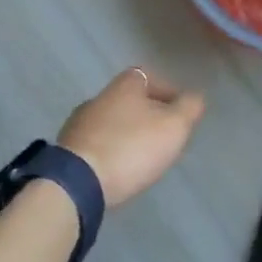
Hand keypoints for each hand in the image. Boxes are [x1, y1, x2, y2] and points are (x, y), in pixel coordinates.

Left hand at [59, 68, 205, 207]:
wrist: (76, 184)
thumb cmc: (131, 147)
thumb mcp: (173, 127)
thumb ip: (188, 108)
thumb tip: (195, 96)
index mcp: (125, 84)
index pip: (149, 77)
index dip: (167, 92)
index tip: (179, 113)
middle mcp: (99, 96)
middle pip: (129, 100)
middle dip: (146, 115)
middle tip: (162, 136)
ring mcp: (78, 123)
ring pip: (111, 122)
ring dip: (126, 134)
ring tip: (141, 157)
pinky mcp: (66, 150)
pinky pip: (96, 144)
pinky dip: (109, 152)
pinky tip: (117, 169)